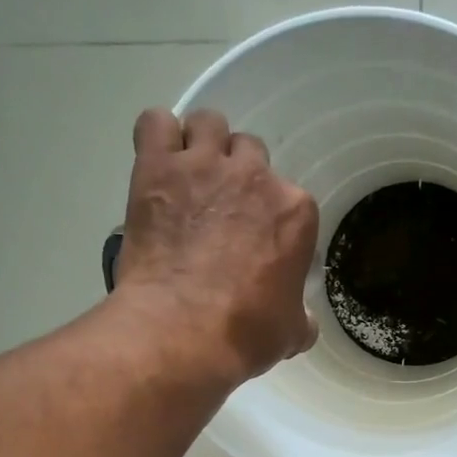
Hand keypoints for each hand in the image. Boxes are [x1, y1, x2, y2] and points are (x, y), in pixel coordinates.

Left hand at [115, 107, 319, 382]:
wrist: (184, 331)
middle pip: (250, 152)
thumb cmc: (246, 334)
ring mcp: (204, 166)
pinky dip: (157, 137)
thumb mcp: (292, 331)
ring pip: (209, 124)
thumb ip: (300, 314)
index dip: (270, 218)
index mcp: (295, 211)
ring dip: (201, 145)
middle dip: (237, 176)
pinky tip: (157, 164)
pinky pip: (156, 123)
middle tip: (220, 209)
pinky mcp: (157, 167)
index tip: (255, 240)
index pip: (289, 198)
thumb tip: (300, 319)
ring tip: (188, 178)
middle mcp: (255, 176)